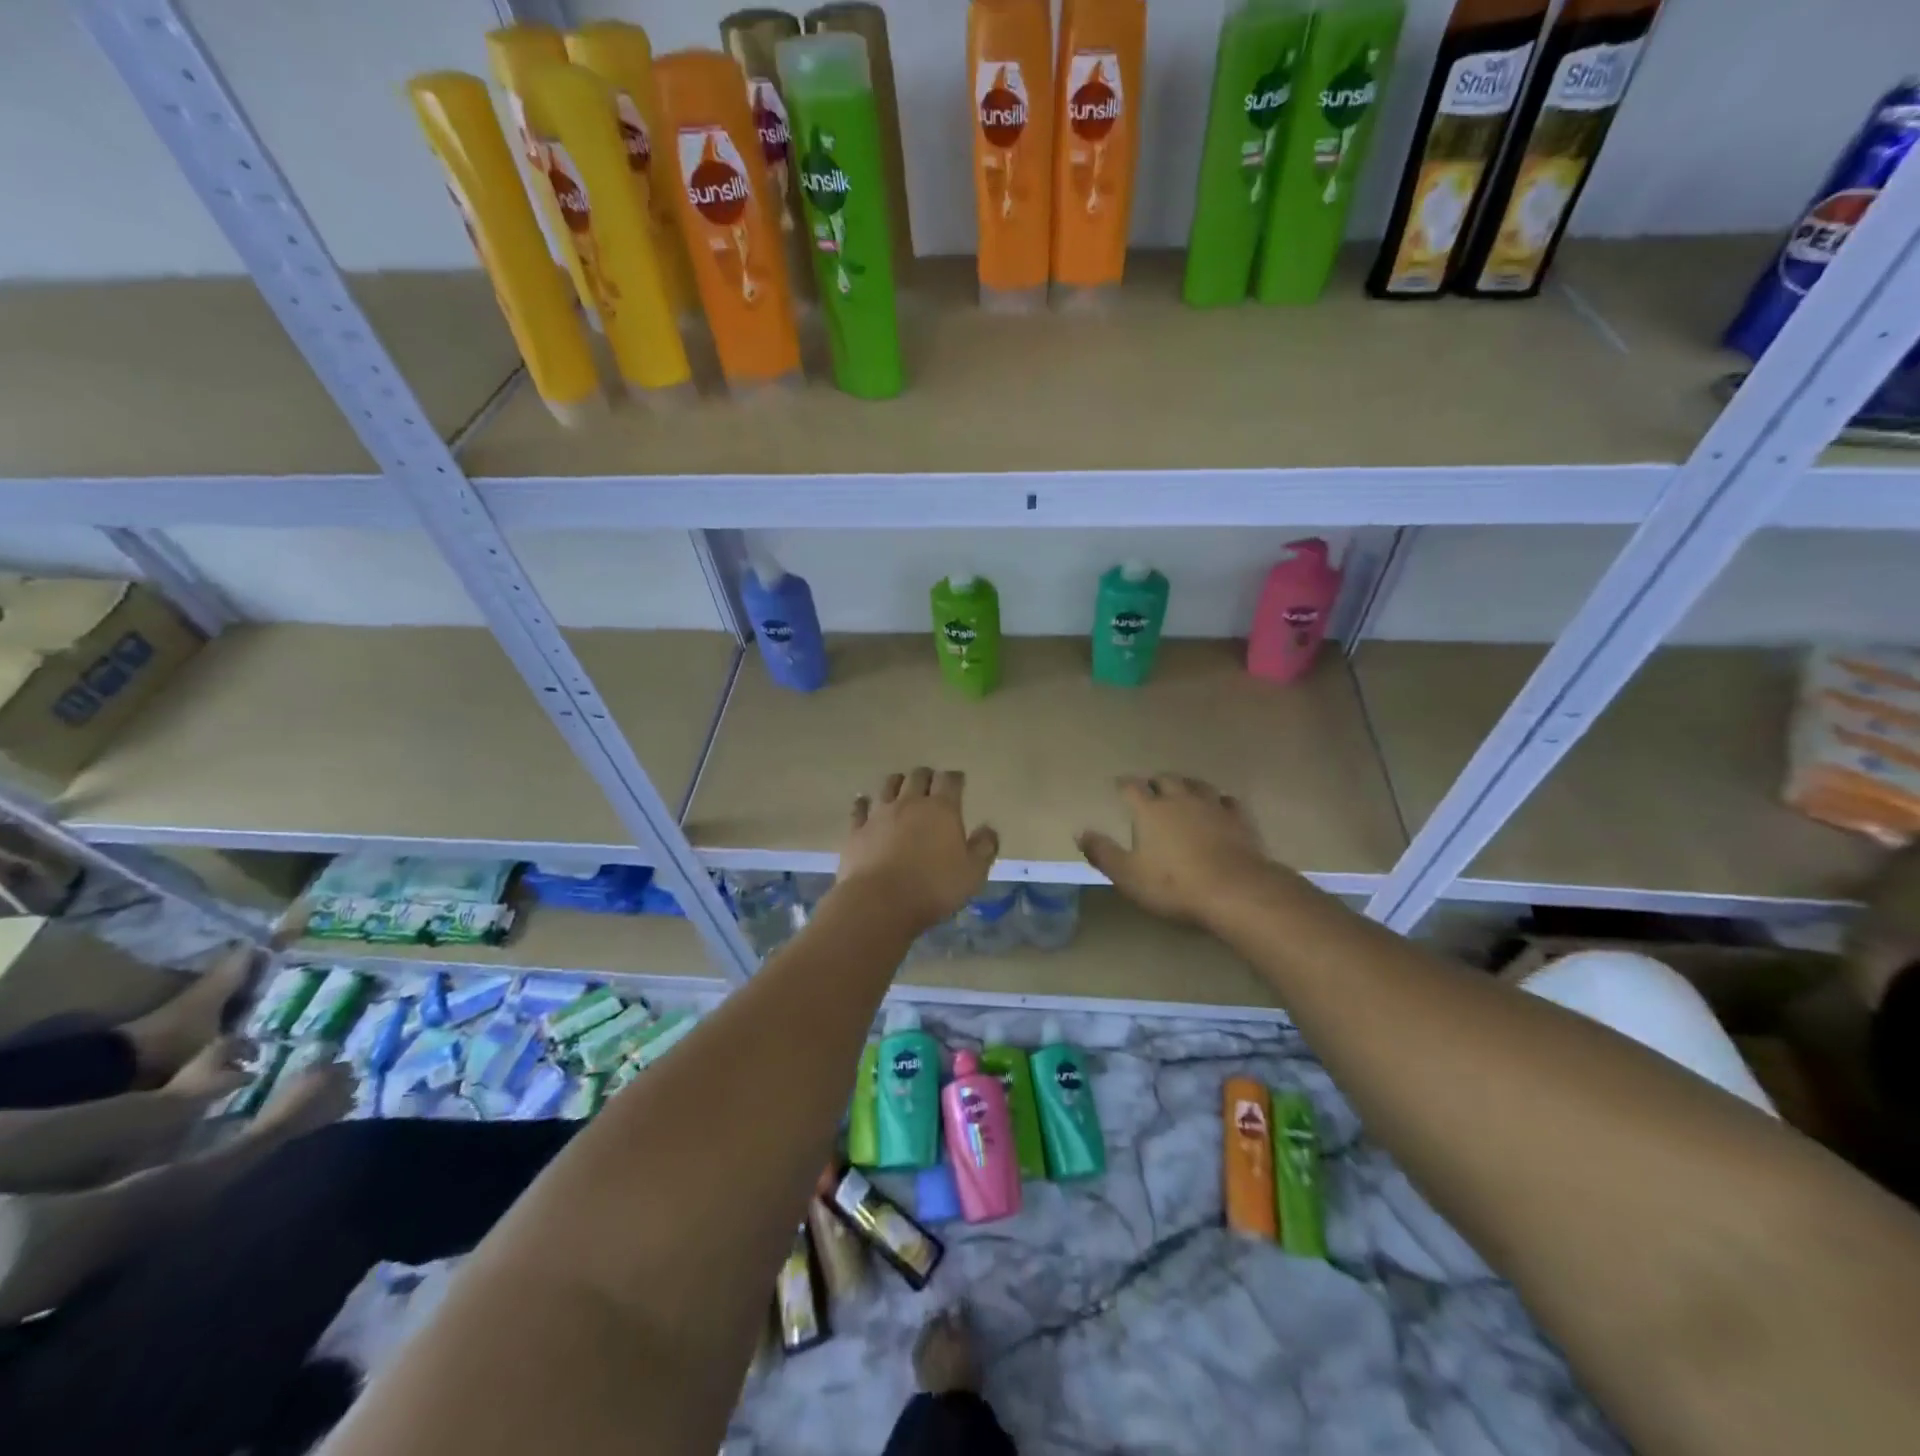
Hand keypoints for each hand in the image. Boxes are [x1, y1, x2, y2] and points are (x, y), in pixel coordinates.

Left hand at [165, 1033, 253, 1101]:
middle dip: (237, 1056)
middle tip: (248, 1064)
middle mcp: (207, 1053)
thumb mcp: (233, 1080)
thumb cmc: (205, 1086)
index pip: (239, 1040)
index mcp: (220, 1048)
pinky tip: (220, 1085)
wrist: (167, 1105)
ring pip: (216, 1062)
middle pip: (226, 1050)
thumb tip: (253, 1074)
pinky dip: (216, 1076)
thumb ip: (245, 1076)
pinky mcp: (185, 1079)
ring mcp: (193, 1066)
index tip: (257, 1056)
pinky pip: (207, 1072)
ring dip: (227, 1067)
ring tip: (235, 1076)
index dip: (250, 1047)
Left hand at [837, 767, 998, 933]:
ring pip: (888, 785)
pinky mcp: (857, 830)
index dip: (955, 778)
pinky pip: (859, 808)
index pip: (950, 780)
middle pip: (918, 776)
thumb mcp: (973, 873)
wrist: (880, 902)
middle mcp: (910, 803)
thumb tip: (988, 829)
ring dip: (897, 782)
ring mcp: (880, 814)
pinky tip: (864, 803)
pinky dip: (864, 803)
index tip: (958, 781)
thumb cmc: (934, 887)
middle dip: (927, 776)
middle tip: (931, 782)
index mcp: (942, 809)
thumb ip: (984, 847)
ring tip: (900, 786)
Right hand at [1078, 776, 1277, 927]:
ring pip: (1197, 784)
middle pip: (1166, 780)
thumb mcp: (1127, 875)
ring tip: (1182, 790)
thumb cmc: (1173, 884)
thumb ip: (1102, 852)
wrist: (1233, 891)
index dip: (1124, 785)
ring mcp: (1212, 806)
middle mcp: (1180, 799)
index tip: (1119, 785)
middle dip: (1156, 782)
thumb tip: (1080, 832)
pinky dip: (1218, 801)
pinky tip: (1218, 806)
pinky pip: (1227, 800)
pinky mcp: (1238, 819)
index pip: (1131, 787)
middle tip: (1151, 788)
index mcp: (1150, 810)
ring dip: (1186, 785)